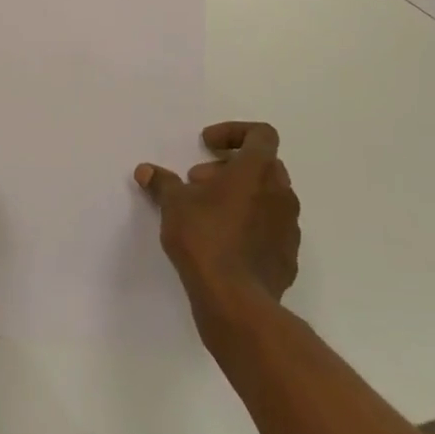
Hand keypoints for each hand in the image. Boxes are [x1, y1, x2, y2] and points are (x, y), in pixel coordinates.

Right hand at [136, 122, 299, 312]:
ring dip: (241, 196)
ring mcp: (289, 227)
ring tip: (208, 213)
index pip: (262, 133)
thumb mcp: (174, 204)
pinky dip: (250, 225)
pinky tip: (224, 243)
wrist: (236, 302)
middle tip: (198, 182)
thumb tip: (145, 171)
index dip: (234, 132)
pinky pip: (271, 229)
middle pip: (263, 165)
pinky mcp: (288, 257)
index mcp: (258, 170)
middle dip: (230, 167)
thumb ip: (162, 183)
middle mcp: (281, 192)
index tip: (208, 145)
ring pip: (268, 197)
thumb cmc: (205, 239)